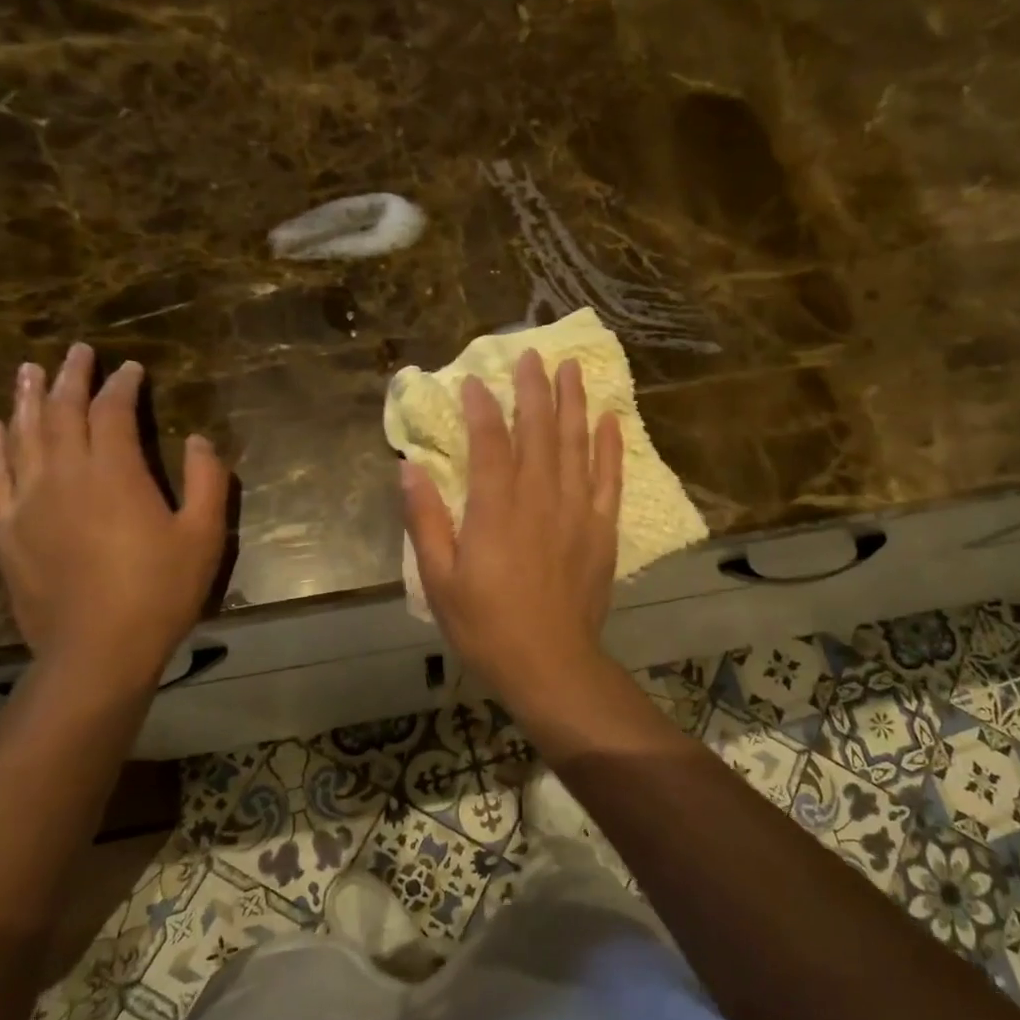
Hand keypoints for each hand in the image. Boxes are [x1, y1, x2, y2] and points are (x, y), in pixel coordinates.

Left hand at [0, 343, 228, 693]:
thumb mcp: (205, 535)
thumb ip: (208, 481)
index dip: (121, 385)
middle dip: (70, 377)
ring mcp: (28, 501)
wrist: (98, 649)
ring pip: (22, 435)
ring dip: (25, 398)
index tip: (131, 368)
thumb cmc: (160, 591)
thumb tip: (198, 439)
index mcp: (115, 473)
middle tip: (76, 352)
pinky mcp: (6, 529)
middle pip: (60, 412)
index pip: (112, 412)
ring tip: (28, 370)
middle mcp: (64, 475)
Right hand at [402, 350, 623, 720]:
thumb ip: (426, 520)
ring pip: (575, 443)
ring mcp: (576, 510)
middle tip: (531, 354)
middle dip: (533, 388)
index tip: (472, 381)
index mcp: (495, 509)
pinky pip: (609, 478)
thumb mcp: (439, 580)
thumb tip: (410, 468)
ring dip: (573, 403)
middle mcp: (539, 498)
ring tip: (571, 369)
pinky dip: (610, 446)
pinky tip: (610, 420)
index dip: (480, 407)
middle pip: (537, 430)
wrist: (551, 665)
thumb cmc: (487, 626)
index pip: (488, 441)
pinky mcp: (601, 529)